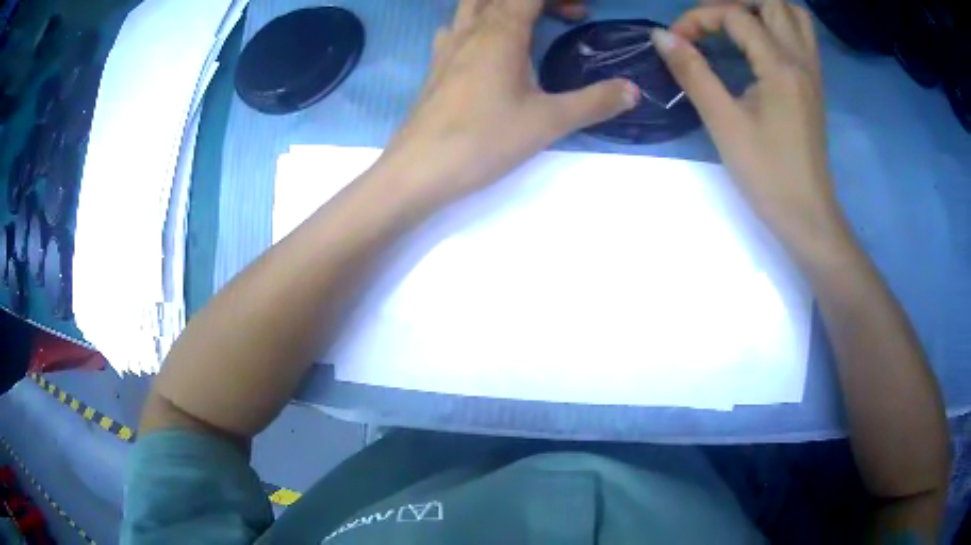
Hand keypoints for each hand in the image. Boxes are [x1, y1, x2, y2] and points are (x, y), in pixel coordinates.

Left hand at [380, 0, 638, 208]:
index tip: (584, 10)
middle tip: (569, 15)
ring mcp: (448, 45)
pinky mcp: (436, 65)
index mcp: (501, 31)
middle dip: (540, 1)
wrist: (420, 169)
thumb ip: (594, 102)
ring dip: (504, 6)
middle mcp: (472, 29)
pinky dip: (477, 23)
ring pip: (474, 5)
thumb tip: (633, 91)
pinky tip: (486, 45)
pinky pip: (456, 27)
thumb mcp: (548, 121)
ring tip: (532, 25)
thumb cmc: (485, 140)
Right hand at [652, 0, 846, 250]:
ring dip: (764, 8)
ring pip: (794, 14)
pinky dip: (780, 25)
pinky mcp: (815, 85)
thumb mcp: (723, 123)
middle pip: (773, 2)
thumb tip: (662, 36)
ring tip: (738, 23)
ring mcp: (812, 71)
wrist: (806, 214)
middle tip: (711, 22)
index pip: (736, 15)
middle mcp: (801, 59)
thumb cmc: (766, 174)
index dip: (699, 18)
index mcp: (780, 66)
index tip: (678, 42)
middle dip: (735, 3)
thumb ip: (693, 72)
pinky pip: (803, 36)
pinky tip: (762, 41)